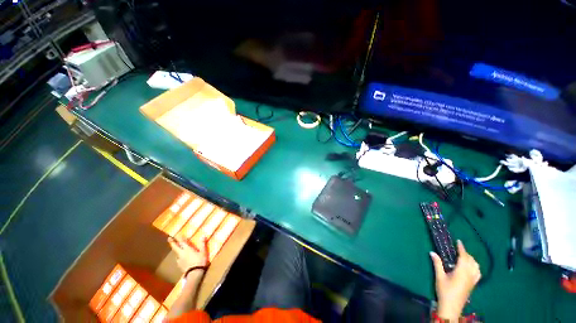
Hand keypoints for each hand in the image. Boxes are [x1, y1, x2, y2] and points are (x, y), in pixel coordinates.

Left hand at [168, 237, 208, 271]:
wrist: (195, 273)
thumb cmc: (200, 261)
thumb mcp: (203, 252)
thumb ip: (202, 244)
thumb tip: (203, 236)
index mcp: (187, 249)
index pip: (182, 242)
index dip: (179, 238)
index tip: (177, 234)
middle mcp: (182, 254)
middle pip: (175, 247)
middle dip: (172, 242)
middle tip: (169, 238)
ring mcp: (180, 260)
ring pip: (176, 254)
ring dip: (176, 250)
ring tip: (177, 249)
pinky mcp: (180, 266)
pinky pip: (178, 260)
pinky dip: (179, 257)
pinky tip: (181, 258)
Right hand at [430, 240, 480, 320]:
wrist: (452, 306)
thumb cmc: (445, 290)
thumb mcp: (439, 277)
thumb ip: (437, 264)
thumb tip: (432, 252)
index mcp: (461, 271)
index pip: (464, 257)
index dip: (462, 248)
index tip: (459, 241)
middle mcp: (470, 274)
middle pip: (471, 260)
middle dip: (466, 253)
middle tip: (458, 249)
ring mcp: (473, 280)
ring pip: (476, 266)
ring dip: (471, 259)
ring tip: (465, 257)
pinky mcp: (474, 284)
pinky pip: (478, 272)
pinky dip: (475, 266)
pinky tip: (471, 267)